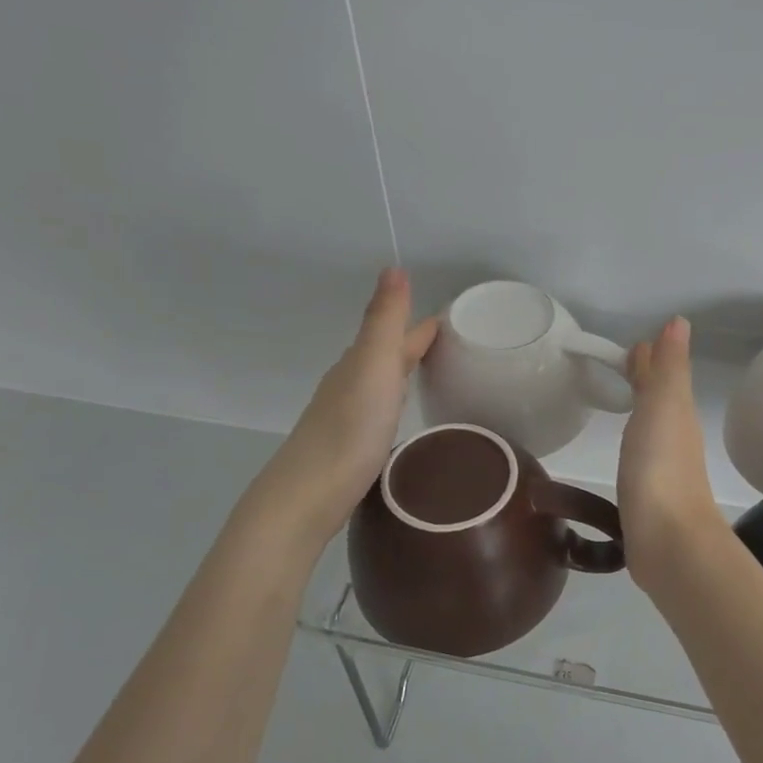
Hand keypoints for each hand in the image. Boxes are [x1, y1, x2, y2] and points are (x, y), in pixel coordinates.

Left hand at [251, 269, 437, 547]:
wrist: (308, 495)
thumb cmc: (349, 430)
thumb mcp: (373, 367)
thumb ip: (384, 320)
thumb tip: (393, 267)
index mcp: (360, 363)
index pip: (397, 335)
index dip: (423, 325)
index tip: (454, 319)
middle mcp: (350, 385)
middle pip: (386, 357)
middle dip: (414, 346)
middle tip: (452, 345)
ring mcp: (346, 418)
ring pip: (381, 385)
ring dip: (403, 374)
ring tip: (433, 376)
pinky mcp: (349, 449)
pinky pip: (379, 412)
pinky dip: (395, 404)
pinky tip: (401, 418)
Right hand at [617, 316, 726, 589]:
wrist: (669, 540)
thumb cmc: (661, 467)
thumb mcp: (664, 406)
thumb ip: (668, 367)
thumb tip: (679, 321)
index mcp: (676, 413)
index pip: (662, 375)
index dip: (651, 358)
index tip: (634, 343)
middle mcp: (673, 436)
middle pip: (658, 399)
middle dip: (645, 379)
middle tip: (623, 363)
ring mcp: (662, 468)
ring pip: (651, 425)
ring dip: (640, 407)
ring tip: (622, 398)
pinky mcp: (648, 495)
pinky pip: (640, 454)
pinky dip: (633, 440)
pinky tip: (625, 447)